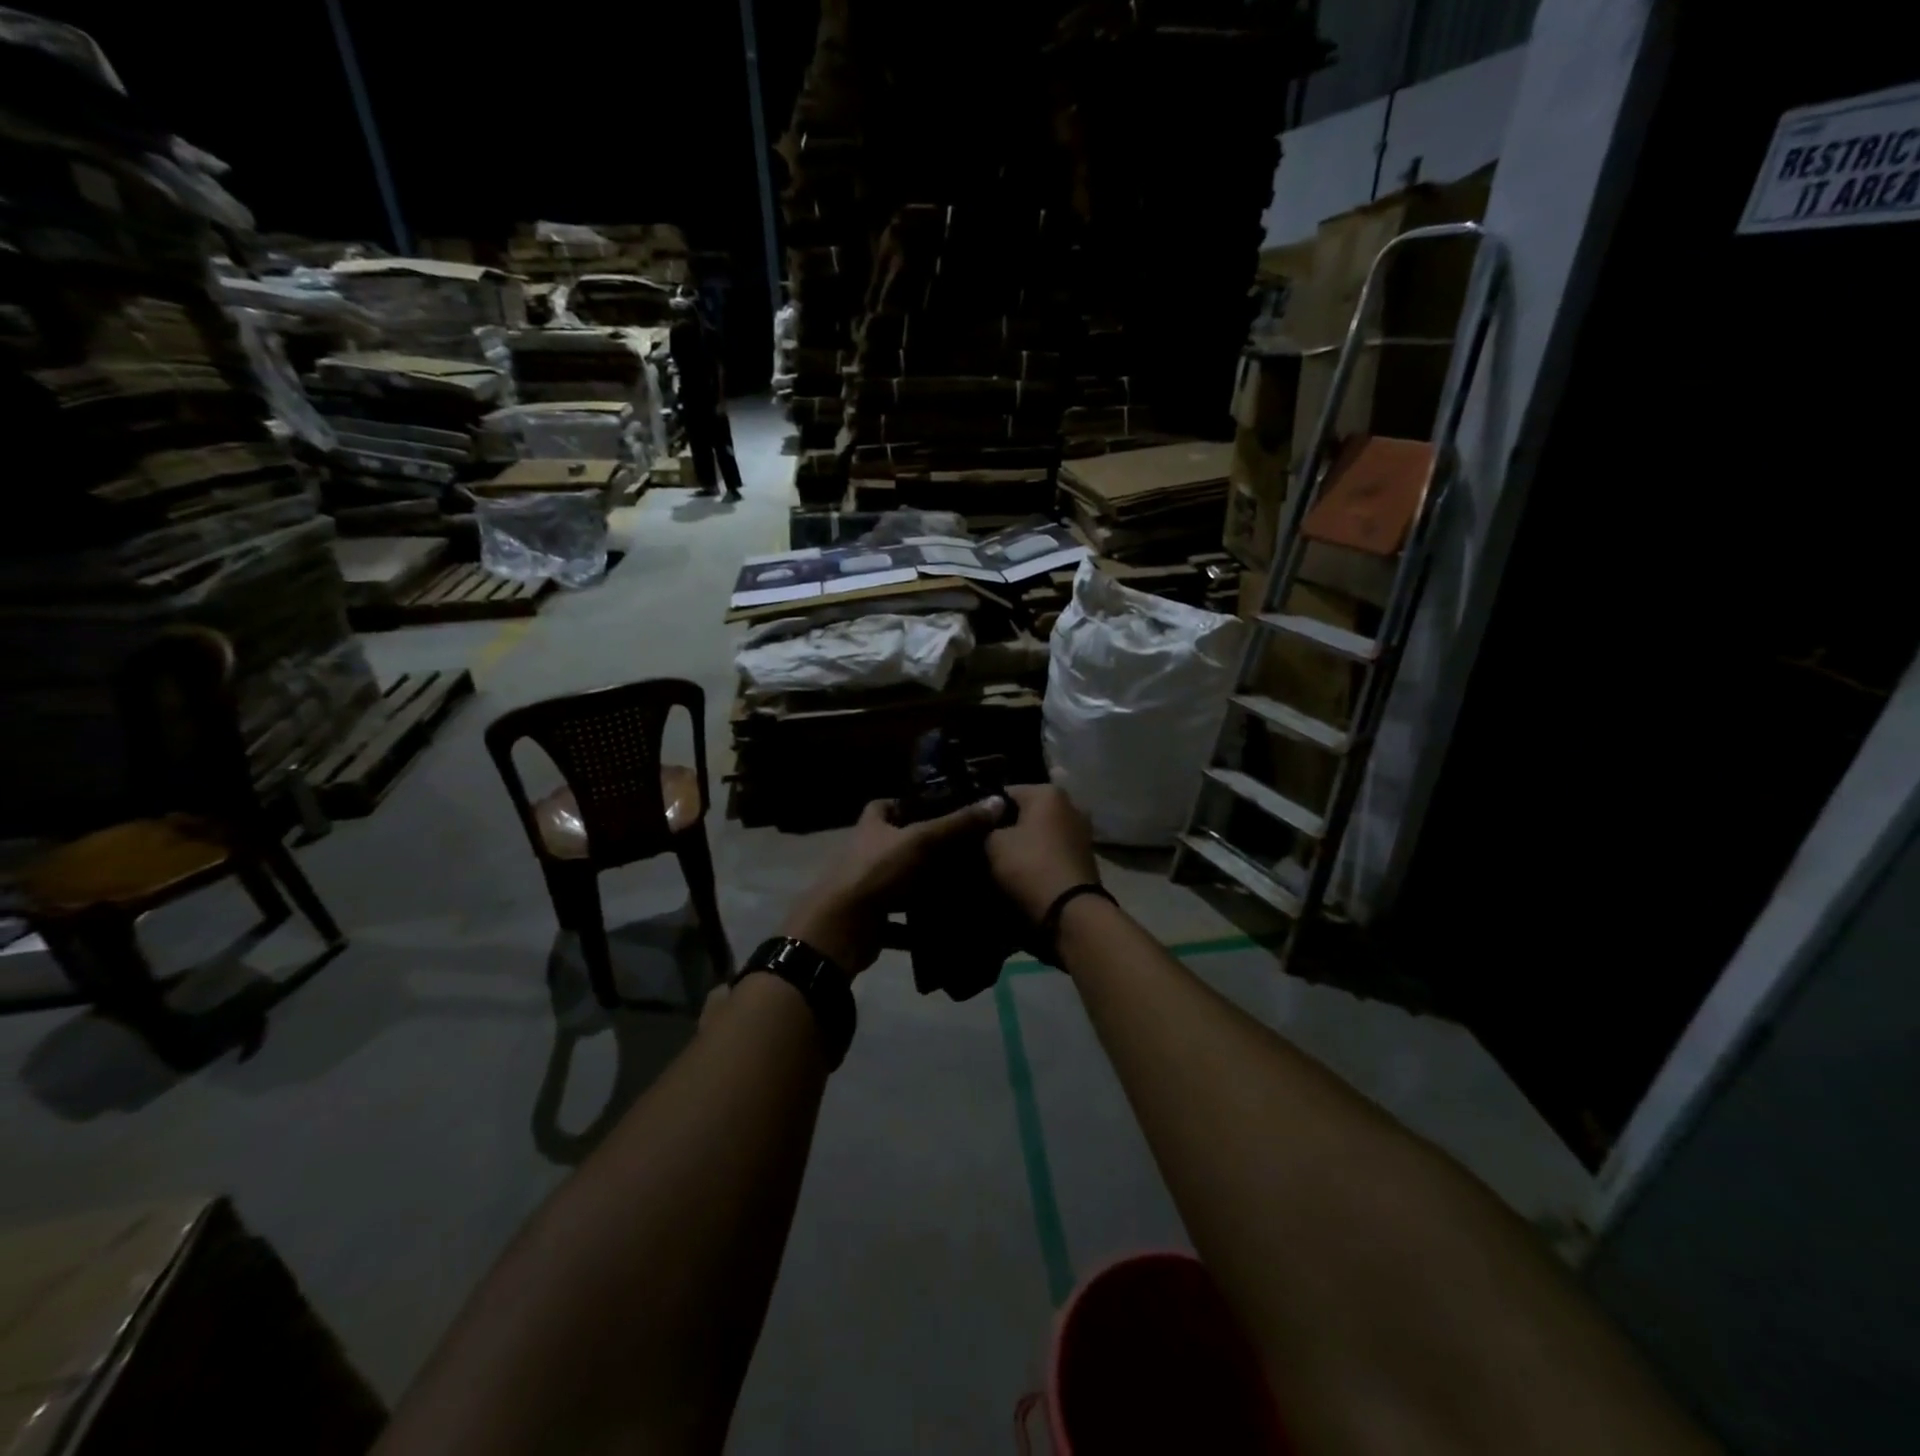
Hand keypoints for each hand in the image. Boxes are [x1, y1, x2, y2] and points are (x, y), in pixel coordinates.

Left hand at [781, 796, 1004, 973]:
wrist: (841, 928)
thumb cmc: (877, 872)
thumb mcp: (921, 841)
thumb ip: (958, 823)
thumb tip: (998, 800)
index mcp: (871, 828)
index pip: (883, 806)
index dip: (906, 803)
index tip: (937, 807)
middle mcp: (865, 855)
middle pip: (896, 845)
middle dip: (924, 848)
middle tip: (963, 850)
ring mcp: (866, 889)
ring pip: (900, 883)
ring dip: (923, 887)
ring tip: (962, 886)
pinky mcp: (871, 920)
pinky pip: (899, 920)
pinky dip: (917, 925)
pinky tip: (944, 925)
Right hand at [985, 785, 1100, 924]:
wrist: (1070, 910)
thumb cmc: (1029, 865)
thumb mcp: (993, 843)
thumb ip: (987, 827)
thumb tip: (989, 825)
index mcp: (1048, 793)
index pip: (1006, 793)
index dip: (986, 810)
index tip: (973, 829)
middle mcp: (1071, 805)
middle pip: (1028, 812)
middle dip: (1009, 826)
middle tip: (986, 846)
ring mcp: (1082, 832)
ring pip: (1043, 832)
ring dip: (1027, 843)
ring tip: (1005, 862)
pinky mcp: (1086, 857)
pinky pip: (1055, 850)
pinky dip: (1041, 857)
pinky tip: (1026, 872)